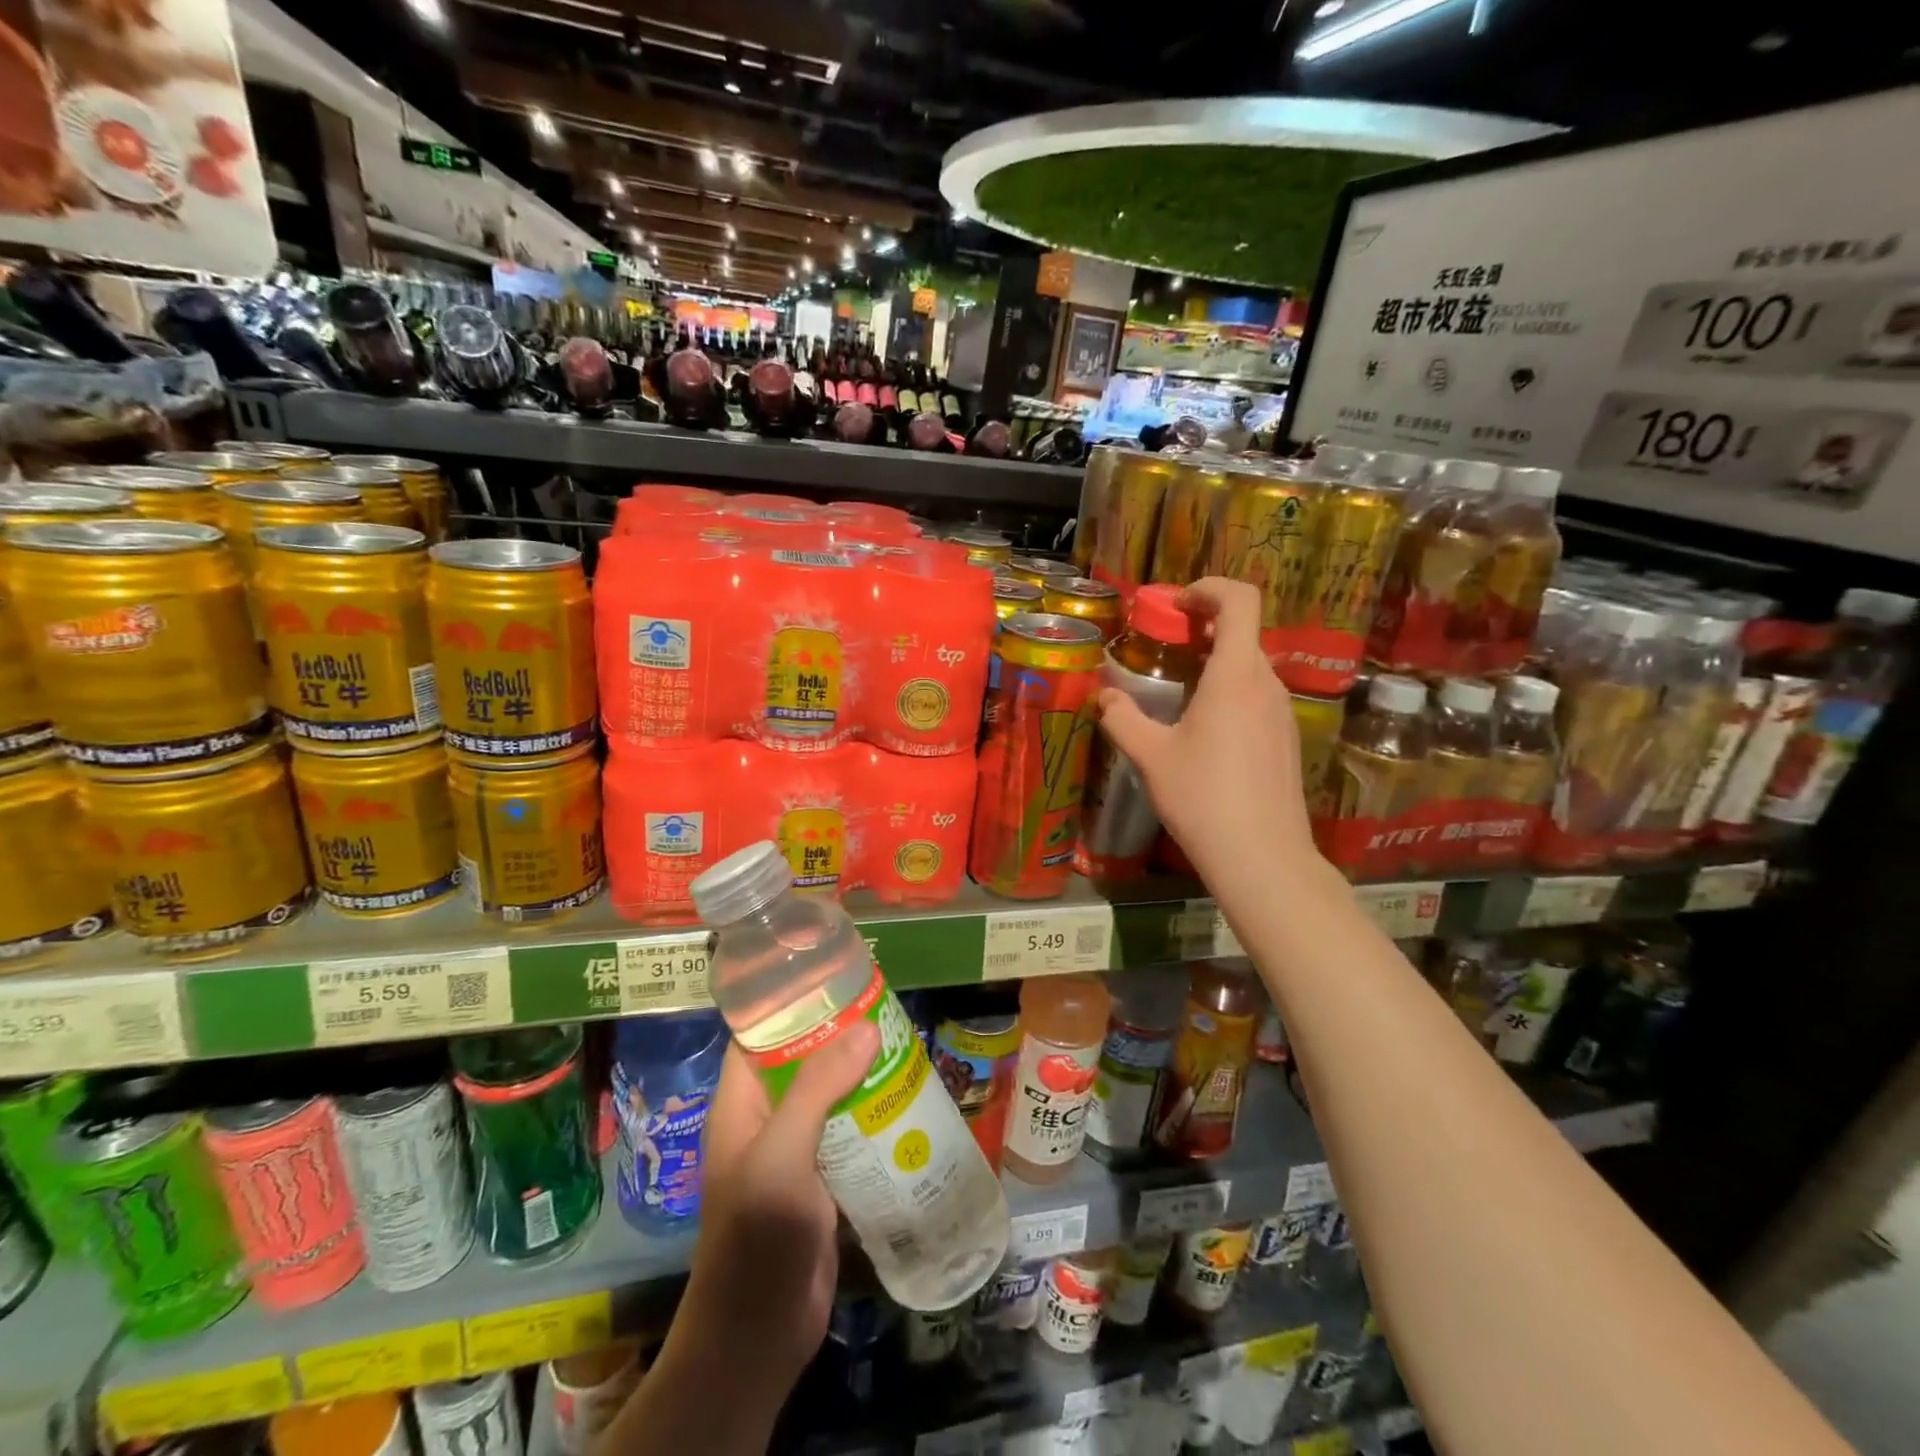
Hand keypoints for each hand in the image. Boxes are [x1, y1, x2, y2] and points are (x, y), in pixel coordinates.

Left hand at [676, 1021, 878, 1391]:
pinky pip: (851, 1132)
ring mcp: (797, 1150)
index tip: (836, 976)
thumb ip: (819, 1087)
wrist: (759, 1335)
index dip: (791, 1003)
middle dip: (841, 1035)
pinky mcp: (825, 1179)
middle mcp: (767, 1118)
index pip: (760, 1035)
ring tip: (907, 1043)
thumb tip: (868, 1025)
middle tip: (888, 1007)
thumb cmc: (757, 1235)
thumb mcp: (782, 1153)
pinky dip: (875, 1113)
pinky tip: (909, 1098)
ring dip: (864, 1073)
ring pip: (832, 1095)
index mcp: (742, 1102)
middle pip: (804, 1060)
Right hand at [1097, 577, 1318, 883]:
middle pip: (1243, 632)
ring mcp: (1283, 712)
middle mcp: (1267, 684)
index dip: (1209, 589)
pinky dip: (1231, 690)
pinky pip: (1259, 695)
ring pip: (1251, 666)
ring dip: (1217, 661)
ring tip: (1179, 689)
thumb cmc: (1202, 798)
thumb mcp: (1150, 757)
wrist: (1260, 856)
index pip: (1240, 601)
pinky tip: (1205, 729)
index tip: (1177, 605)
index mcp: (1235, 676)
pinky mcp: (1287, 737)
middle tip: (1166, 647)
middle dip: (1205, 628)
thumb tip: (1103, 697)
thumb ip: (1122, 719)